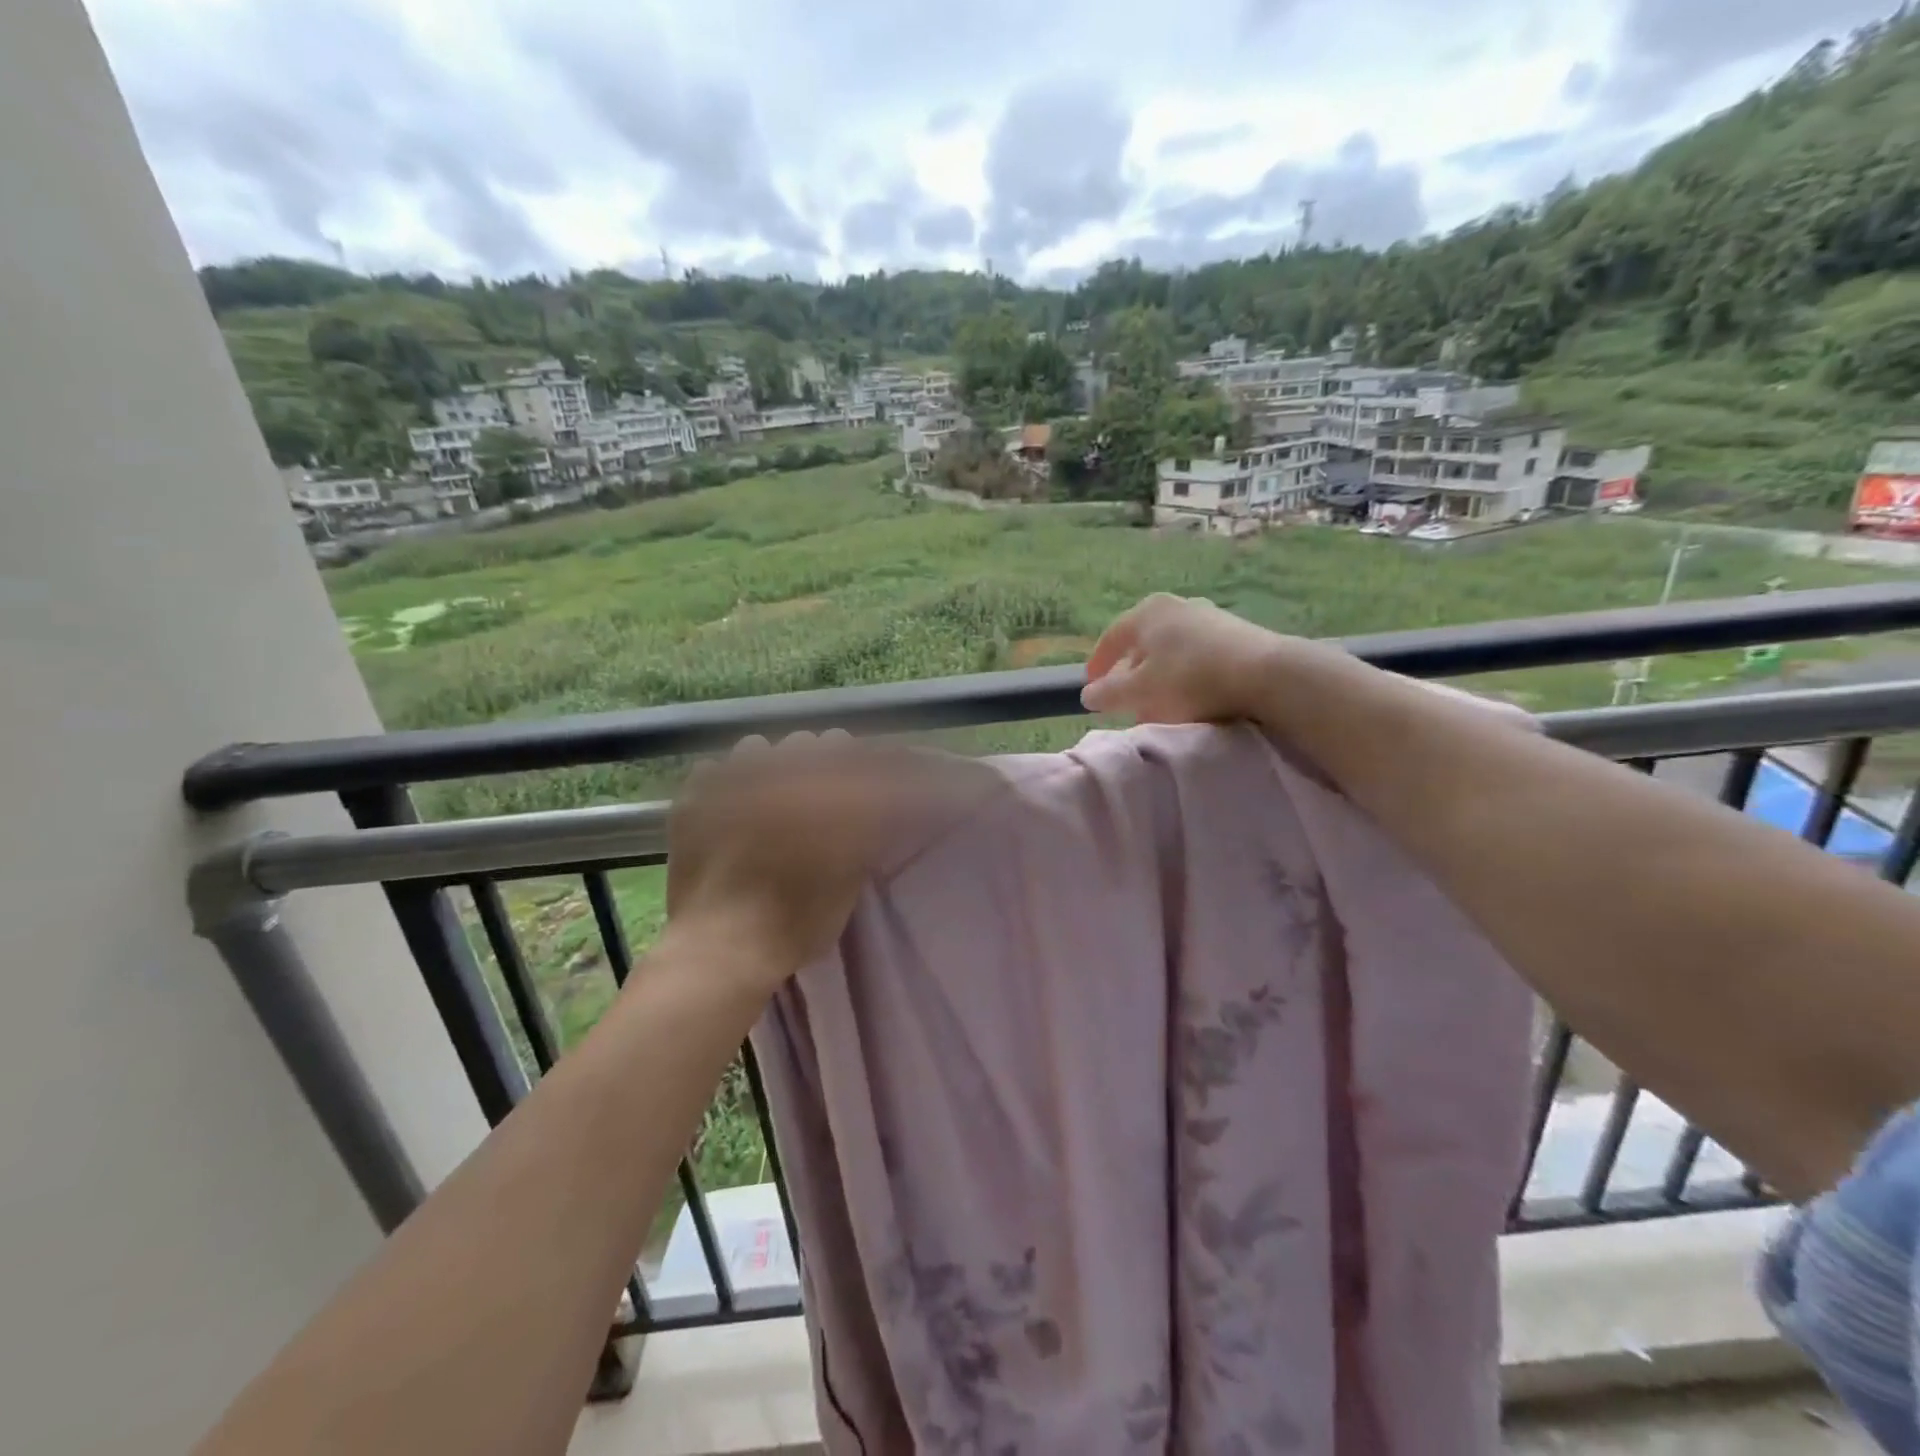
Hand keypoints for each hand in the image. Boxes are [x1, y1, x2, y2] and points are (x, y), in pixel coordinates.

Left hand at [664, 731, 988, 990]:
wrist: (722, 948)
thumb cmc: (797, 922)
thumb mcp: (849, 881)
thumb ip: (862, 835)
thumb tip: (872, 807)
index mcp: (822, 791)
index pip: (849, 751)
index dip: (855, 766)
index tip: (856, 786)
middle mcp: (778, 774)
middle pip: (806, 743)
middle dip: (815, 763)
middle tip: (813, 798)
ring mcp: (730, 781)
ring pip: (756, 748)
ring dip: (768, 767)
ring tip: (766, 800)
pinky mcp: (693, 798)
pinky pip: (713, 770)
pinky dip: (725, 785)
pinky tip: (727, 813)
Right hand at [1081, 594, 1290, 723]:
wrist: (1266, 674)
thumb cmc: (1190, 678)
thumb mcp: (1140, 692)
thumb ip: (1109, 694)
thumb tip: (1089, 694)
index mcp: (1147, 612)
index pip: (1111, 638)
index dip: (1098, 664)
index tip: (1092, 687)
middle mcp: (1176, 606)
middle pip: (1143, 644)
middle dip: (1131, 675)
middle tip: (1126, 702)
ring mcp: (1209, 616)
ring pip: (1171, 651)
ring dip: (1160, 679)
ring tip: (1159, 706)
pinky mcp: (1235, 633)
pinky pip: (1197, 656)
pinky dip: (1185, 676)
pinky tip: (1191, 699)